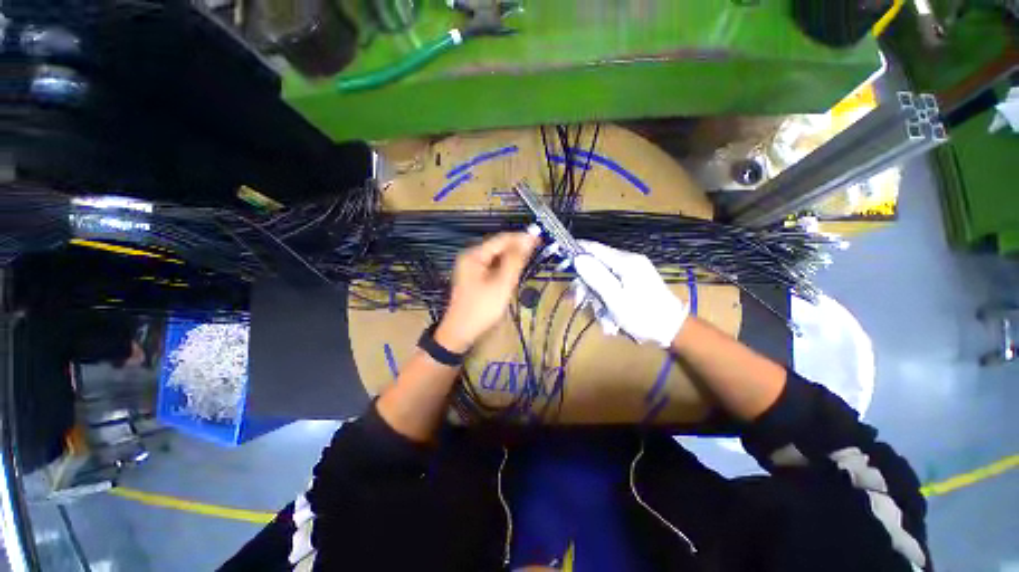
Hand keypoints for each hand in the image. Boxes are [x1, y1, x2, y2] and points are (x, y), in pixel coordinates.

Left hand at [435, 232, 539, 353]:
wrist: (460, 332)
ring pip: (497, 257)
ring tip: (528, 263)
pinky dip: (505, 268)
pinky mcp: (474, 277)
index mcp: (474, 255)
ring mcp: (471, 267)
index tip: (540, 239)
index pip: (502, 239)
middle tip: (536, 253)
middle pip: (498, 247)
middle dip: (517, 249)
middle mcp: (471, 257)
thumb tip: (529, 238)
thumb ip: (515, 260)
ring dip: (512, 259)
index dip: (521, 238)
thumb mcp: (502, 284)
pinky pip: (493, 266)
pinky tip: (513, 274)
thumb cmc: (482, 308)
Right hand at [572, 240, 687, 347]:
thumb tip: (577, 258)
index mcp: (625, 262)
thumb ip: (596, 277)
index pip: (594, 248)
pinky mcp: (633, 283)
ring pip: (602, 281)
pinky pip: (611, 288)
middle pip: (595, 267)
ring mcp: (631, 273)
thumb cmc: (643, 315)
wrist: (673, 330)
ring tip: (605, 321)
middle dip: (586, 286)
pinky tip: (612, 320)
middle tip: (579, 303)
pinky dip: (608, 304)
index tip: (560, 258)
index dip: (576, 251)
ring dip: (598, 301)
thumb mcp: (615, 299)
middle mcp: (628, 263)